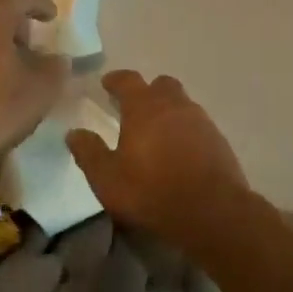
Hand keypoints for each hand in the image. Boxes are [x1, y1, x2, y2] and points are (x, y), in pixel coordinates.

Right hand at [66, 70, 249, 243]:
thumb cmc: (152, 191)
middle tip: (133, 107)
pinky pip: (197, 124)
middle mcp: (175, 105)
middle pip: (161, 85)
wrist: (212, 211)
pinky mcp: (219, 140)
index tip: (107, 83)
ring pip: (182, 103)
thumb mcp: (108, 179)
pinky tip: (179, 150)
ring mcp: (201, 121)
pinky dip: (185, 129)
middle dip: (147, 91)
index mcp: (144, 107)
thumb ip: (89, 153)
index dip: (116, 80)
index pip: (128, 80)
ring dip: (168, 110)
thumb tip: (74, 133)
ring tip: (156, 131)